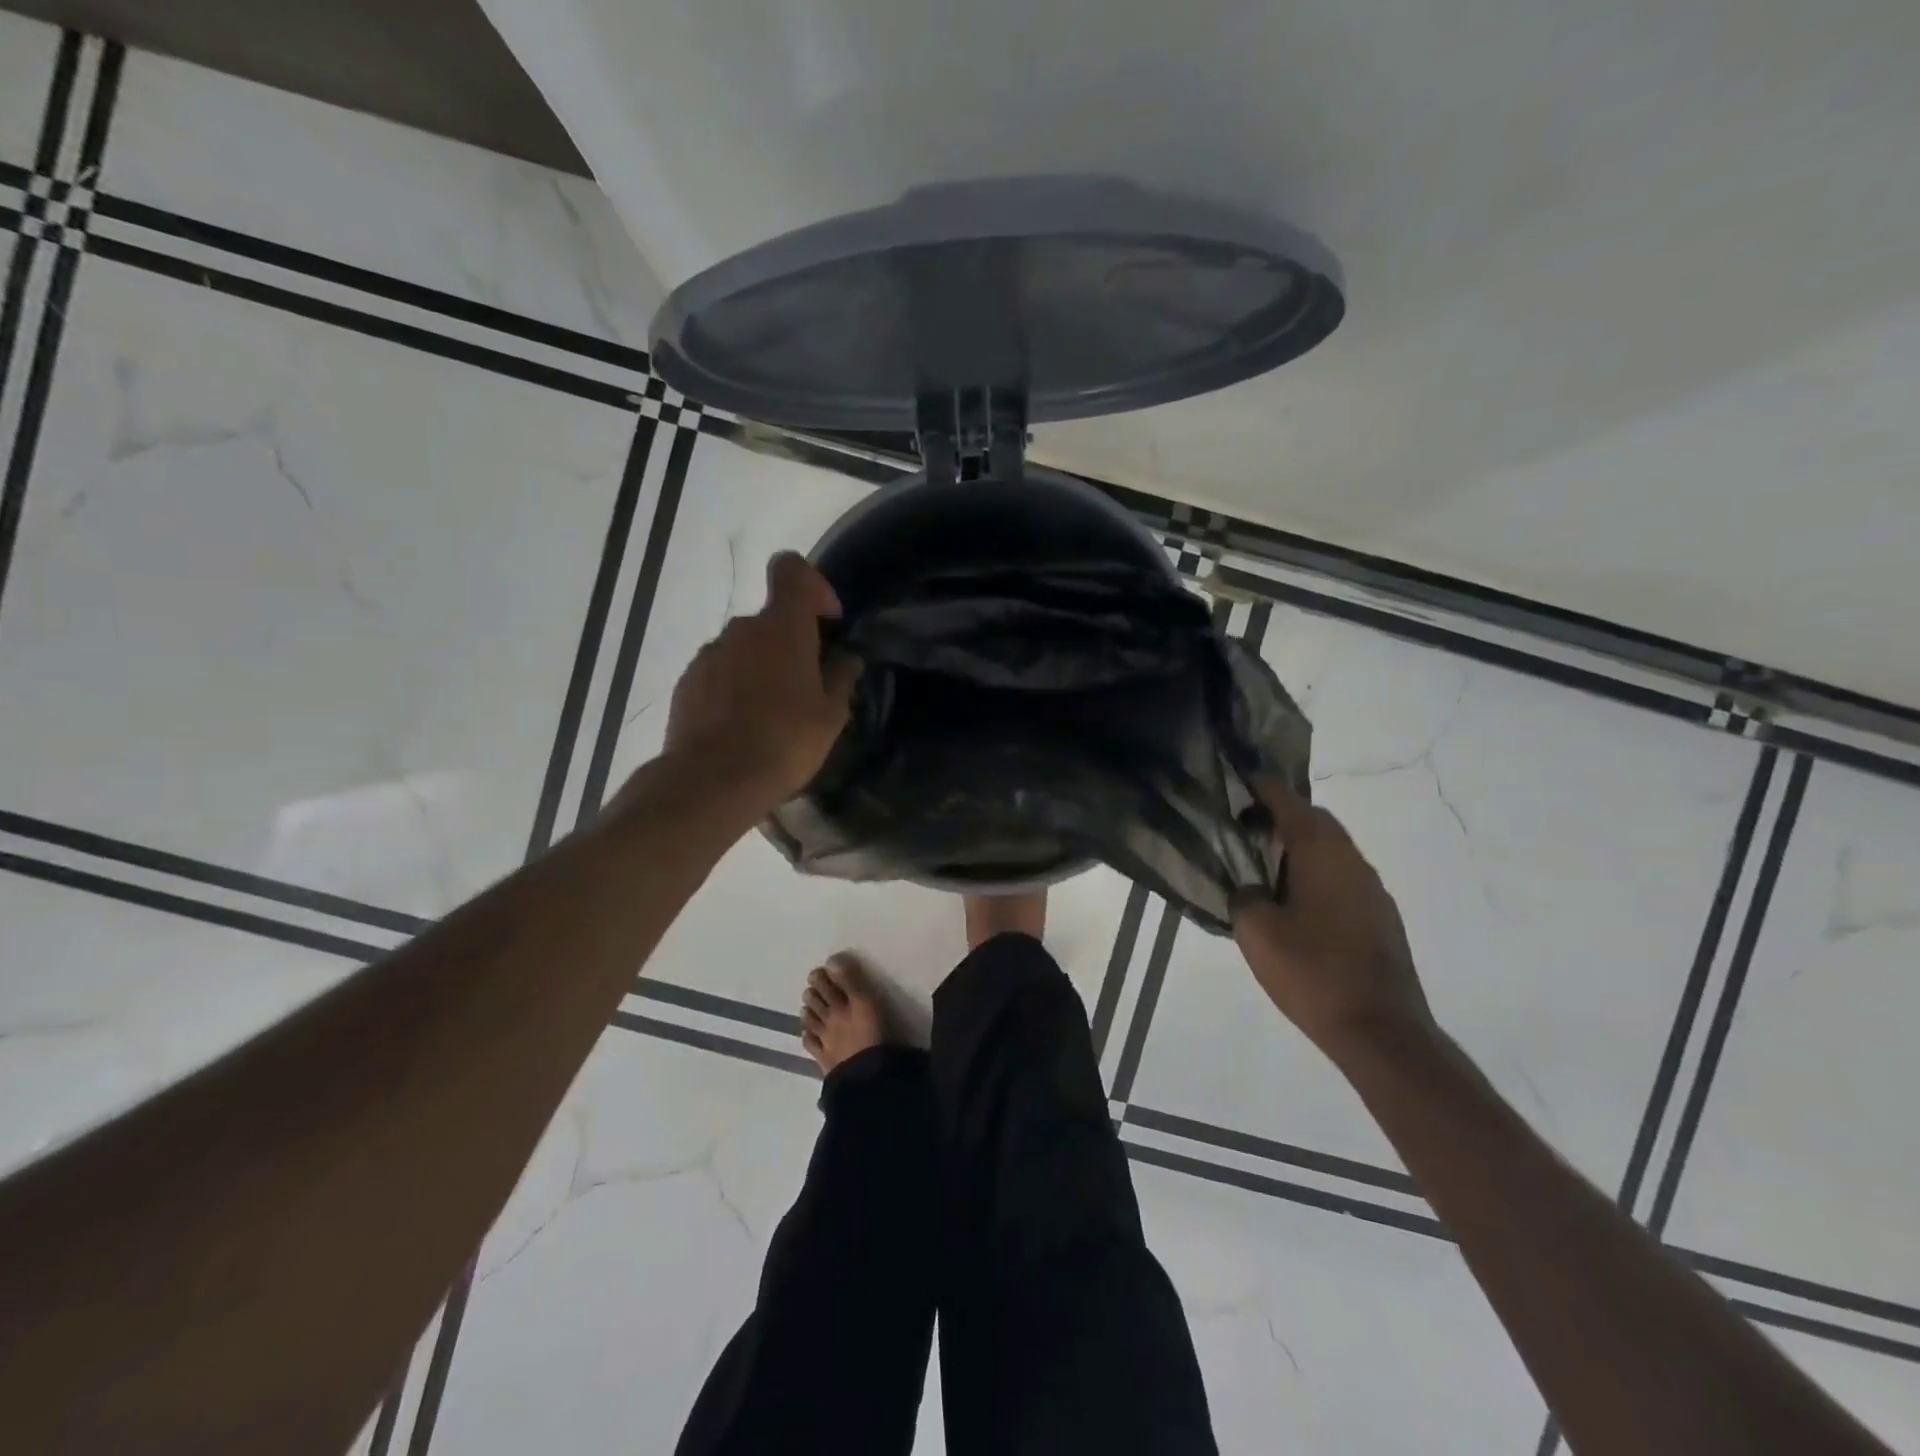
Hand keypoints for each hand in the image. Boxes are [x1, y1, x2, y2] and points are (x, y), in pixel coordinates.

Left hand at [658, 552, 858, 808]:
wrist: (713, 780)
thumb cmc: (785, 742)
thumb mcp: (831, 716)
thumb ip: (840, 678)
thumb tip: (845, 659)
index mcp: (783, 627)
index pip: (792, 570)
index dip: (812, 585)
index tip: (826, 622)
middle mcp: (742, 629)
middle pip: (771, 620)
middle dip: (791, 644)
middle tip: (807, 688)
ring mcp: (709, 654)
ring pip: (744, 648)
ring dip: (761, 668)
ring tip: (772, 715)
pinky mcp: (687, 683)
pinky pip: (720, 673)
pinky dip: (734, 688)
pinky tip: (742, 727)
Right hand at [1231, 777, 1433, 1057]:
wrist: (1380, 1031)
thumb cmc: (1312, 972)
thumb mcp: (1257, 932)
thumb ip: (1245, 896)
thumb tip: (1251, 889)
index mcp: (1322, 854)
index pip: (1291, 803)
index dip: (1265, 787)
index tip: (1243, 777)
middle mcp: (1353, 862)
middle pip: (1317, 822)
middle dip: (1282, 814)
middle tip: (1246, 824)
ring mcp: (1372, 891)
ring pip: (1332, 850)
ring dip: (1300, 846)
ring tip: (1265, 863)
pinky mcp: (1381, 919)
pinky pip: (1342, 877)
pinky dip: (1315, 873)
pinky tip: (1294, 902)